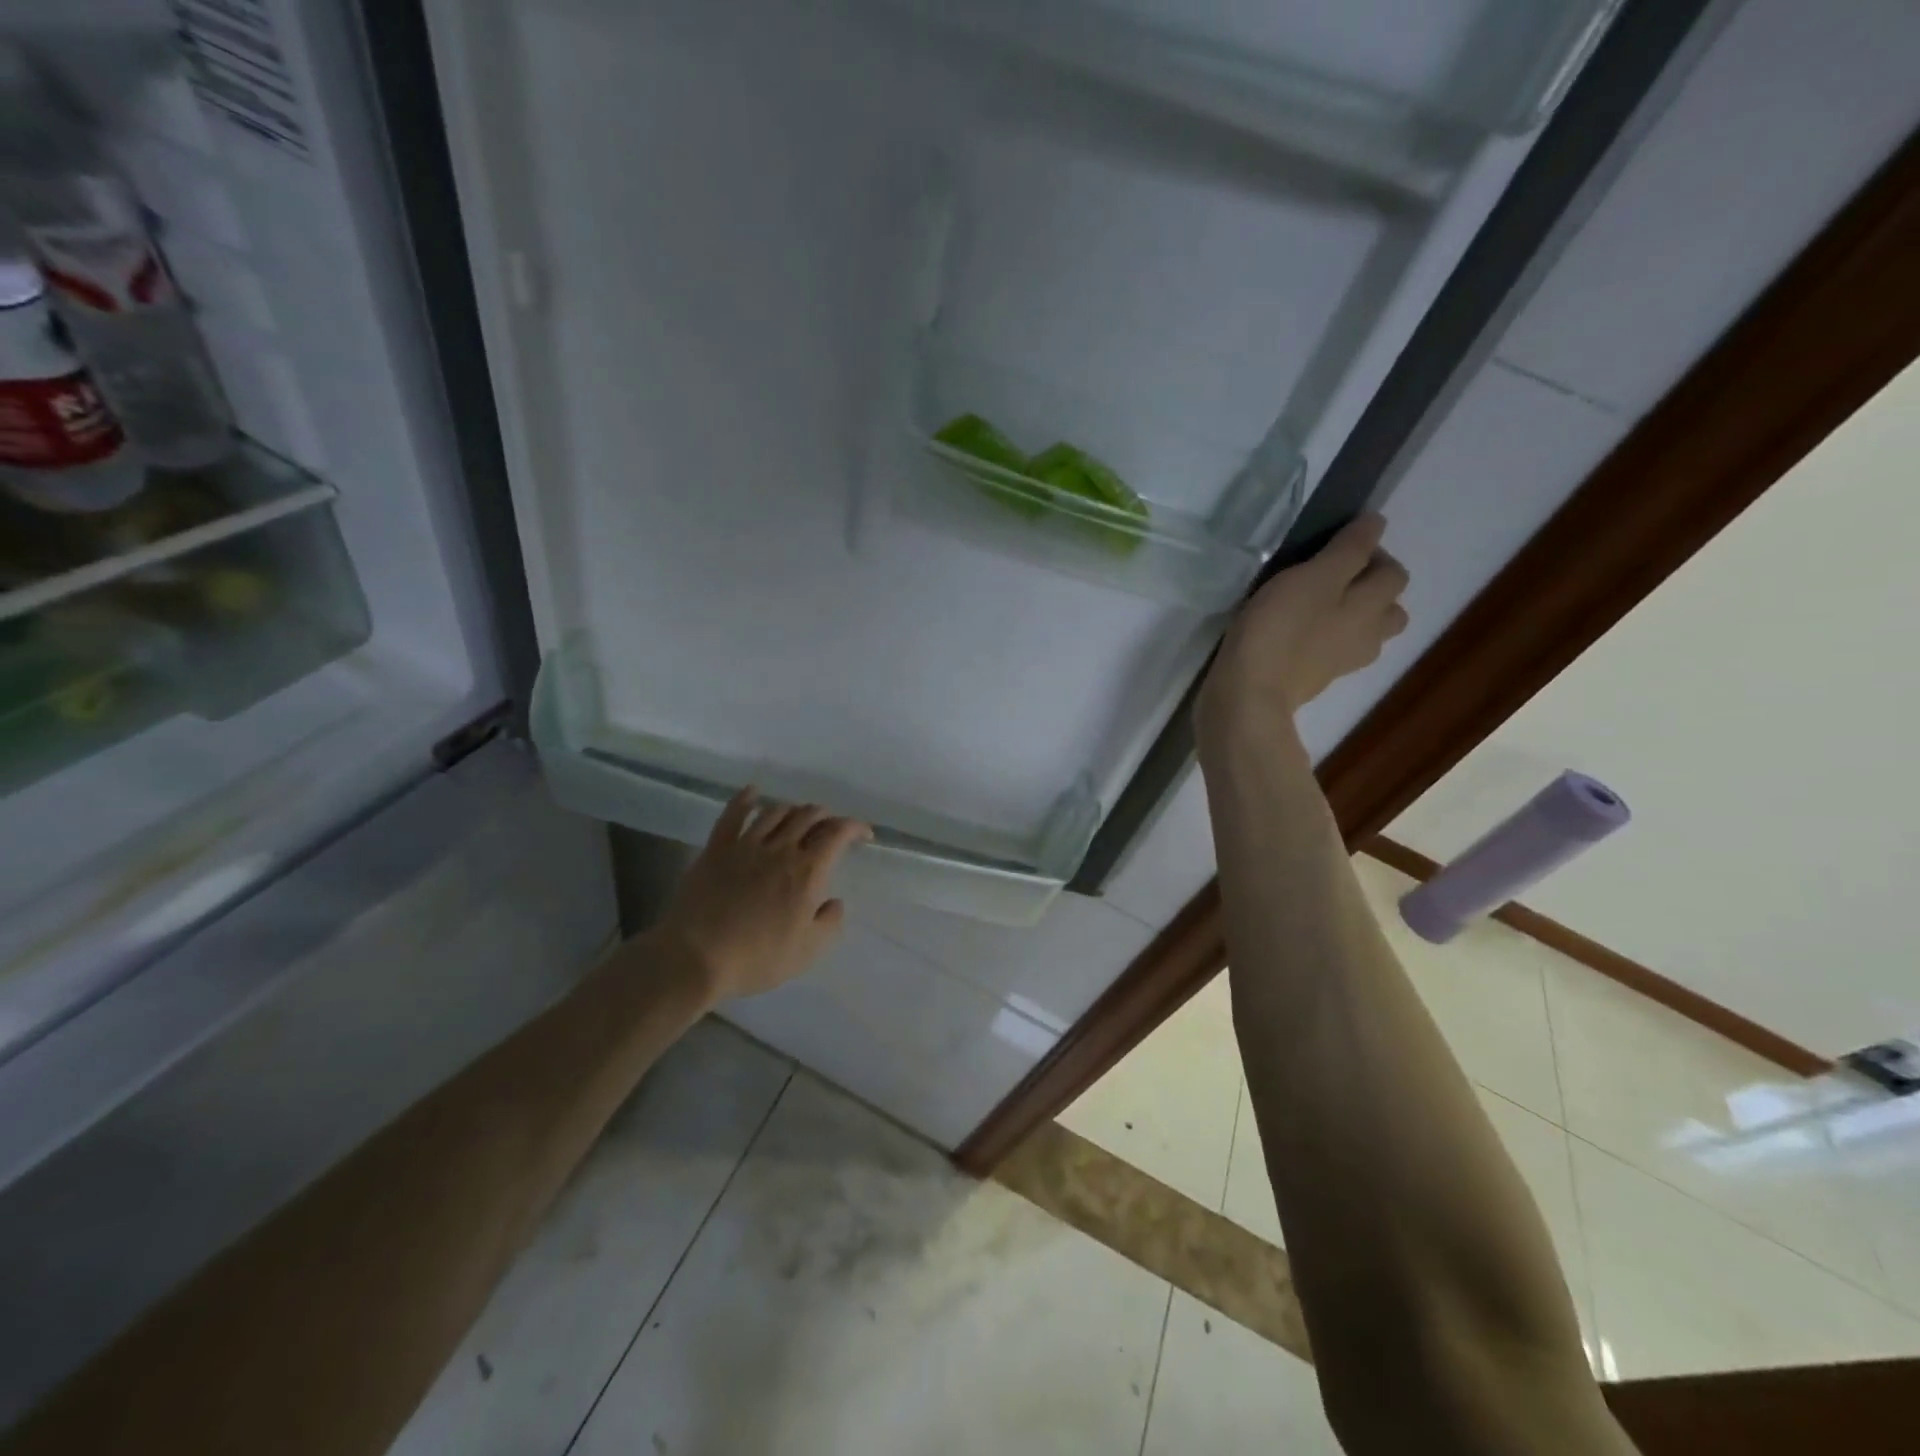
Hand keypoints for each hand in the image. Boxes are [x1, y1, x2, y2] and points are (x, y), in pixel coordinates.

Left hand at [652, 788, 871, 1003]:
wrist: (696, 957)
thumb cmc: (758, 958)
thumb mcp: (808, 951)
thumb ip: (830, 923)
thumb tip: (834, 901)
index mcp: (807, 871)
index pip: (838, 834)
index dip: (855, 827)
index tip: (863, 834)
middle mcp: (781, 848)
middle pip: (809, 816)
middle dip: (826, 817)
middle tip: (830, 830)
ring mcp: (746, 844)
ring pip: (776, 811)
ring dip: (794, 810)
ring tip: (799, 818)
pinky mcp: (717, 848)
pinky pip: (733, 814)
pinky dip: (746, 799)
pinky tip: (753, 792)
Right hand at [1196, 513, 1408, 746]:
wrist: (1248, 694)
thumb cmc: (1279, 629)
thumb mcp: (1312, 577)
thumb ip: (1348, 550)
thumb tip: (1376, 524)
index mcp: (1372, 607)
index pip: (1393, 572)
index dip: (1371, 552)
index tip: (1333, 547)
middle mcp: (1368, 635)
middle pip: (1389, 609)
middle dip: (1369, 590)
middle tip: (1328, 579)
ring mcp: (1342, 662)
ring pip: (1364, 634)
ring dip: (1351, 618)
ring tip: (1315, 608)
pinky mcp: (1315, 679)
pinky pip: (1333, 652)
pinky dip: (1324, 640)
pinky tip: (1296, 635)